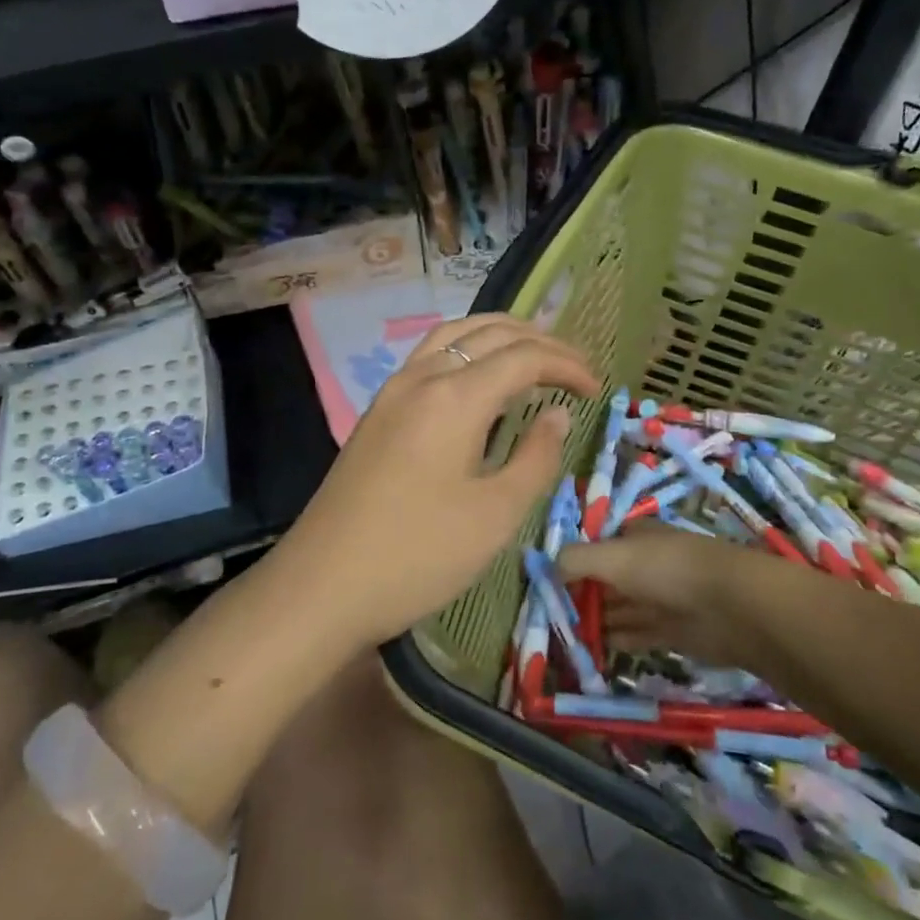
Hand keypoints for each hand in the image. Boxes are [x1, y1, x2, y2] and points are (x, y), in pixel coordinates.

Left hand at [277, 314, 599, 646]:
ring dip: (498, 336)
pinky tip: (478, 382)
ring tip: (531, 356)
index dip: (567, 364)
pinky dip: (466, 352)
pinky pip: (430, 357)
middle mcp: (421, 377)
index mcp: (454, 396)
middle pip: (488, 333)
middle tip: (574, 369)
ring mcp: (392, 392)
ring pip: (453, 335)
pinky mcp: (377, 412)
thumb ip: (535, 457)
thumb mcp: (495, 515)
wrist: (321, 587)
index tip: (597, 390)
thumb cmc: (418, 555)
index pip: (524, 356)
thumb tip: (557, 413)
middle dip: (538, 341)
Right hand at [560, 522, 774, 670]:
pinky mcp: (672, 631)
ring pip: (619, 608)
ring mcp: (660, 598)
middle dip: (581, 595)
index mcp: (634, 535)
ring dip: (595, 621)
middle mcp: (646, 563)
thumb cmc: (666, 569)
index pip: (597, 545)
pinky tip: (593, 650)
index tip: (547, 583)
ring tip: (565, 637)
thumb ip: (575, 560)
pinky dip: (616, 640)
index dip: (573, 561)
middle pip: (606, 579)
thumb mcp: (612, 556)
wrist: (731, 606)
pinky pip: (636, 634)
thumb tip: (547, 568)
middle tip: (551, 617)